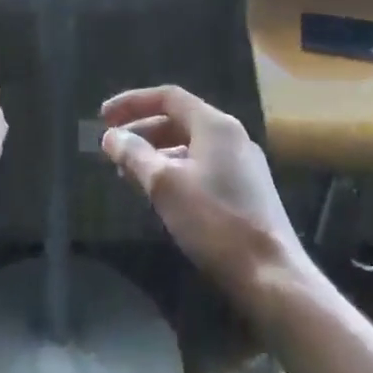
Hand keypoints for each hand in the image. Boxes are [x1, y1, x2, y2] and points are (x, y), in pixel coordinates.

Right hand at [100, 85, 309, 301]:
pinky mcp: (245, 191)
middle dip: (141, 130)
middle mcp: (232, 137)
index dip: (132, 102)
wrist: (270, 274)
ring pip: (189, 146)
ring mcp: (242, 165)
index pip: (168, 97)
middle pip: (179, 120)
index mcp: (215, 126)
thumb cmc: (214, 221)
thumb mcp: (164, 184)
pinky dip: (174, 171)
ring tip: (128, 173)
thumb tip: (111, 136)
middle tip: (112, 148)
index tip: (103, 118)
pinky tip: (158, 194)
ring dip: (155, 153)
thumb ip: (134, 154)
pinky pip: (201, 167)